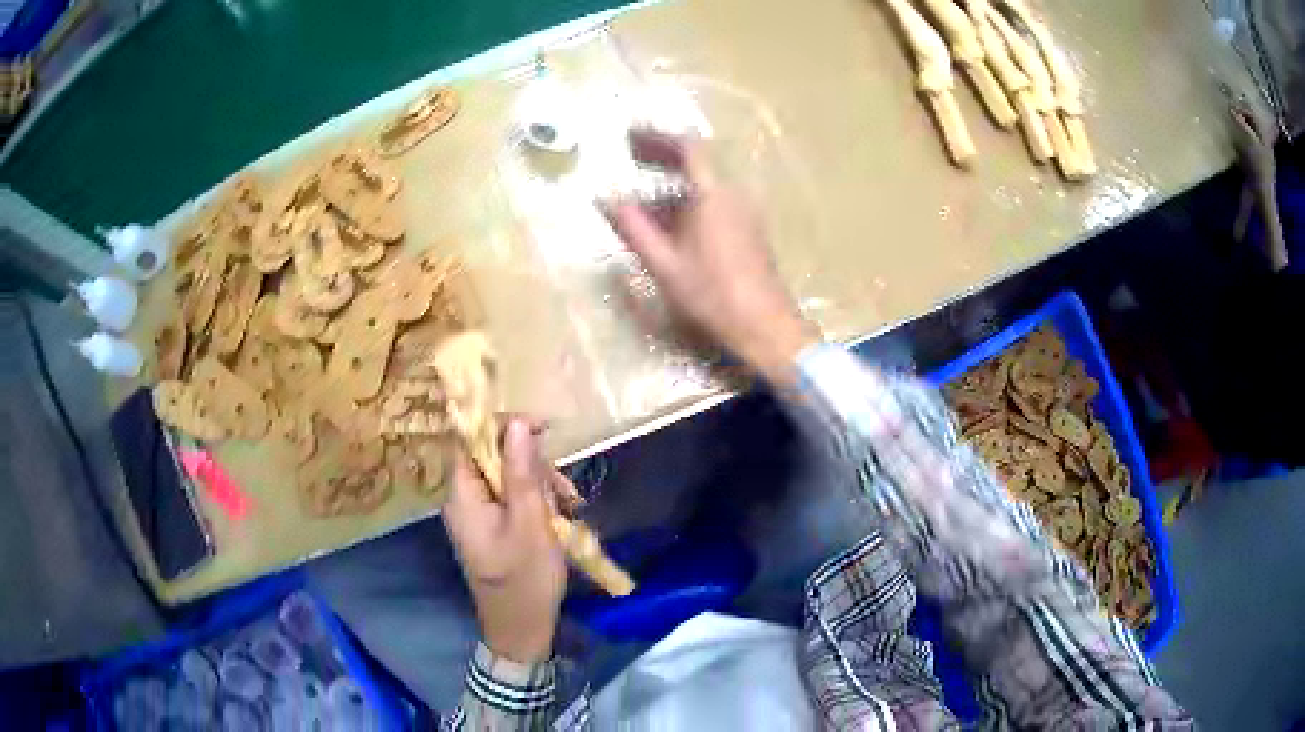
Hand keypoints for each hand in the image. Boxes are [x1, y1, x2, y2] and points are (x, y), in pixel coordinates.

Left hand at [442, 420, 567, 662]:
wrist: (520, 630)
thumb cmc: (525, 579)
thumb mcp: (530, 523)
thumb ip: (522, 472)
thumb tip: (517, 422)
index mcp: (462, 496)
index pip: (471, 440)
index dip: (502, 426)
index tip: (542, 429)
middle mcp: (462, 500)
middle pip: (491, 457)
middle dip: (529, 463)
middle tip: (562, 487)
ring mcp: (476, 516)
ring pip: (505, 478)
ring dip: (537, 484)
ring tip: (568, 505)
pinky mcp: (490, 528)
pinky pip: (509, 499)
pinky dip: (534, 501)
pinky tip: (559, 515)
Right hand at [605, 130, 817, 386]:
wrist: (765, 327)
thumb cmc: (713, 295)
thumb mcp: (664, 263)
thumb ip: (633, 228)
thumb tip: (605, 200)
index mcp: (713, 195)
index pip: (687, 148)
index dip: (655, 136)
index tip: (628, 134)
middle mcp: (732, 195)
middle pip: (696, 162)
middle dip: (661, 155)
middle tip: (629, 154)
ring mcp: (743, 213)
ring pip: (702, 186)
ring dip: (670, 185)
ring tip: (637, 199)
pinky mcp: (747, 231)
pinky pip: (712, 204)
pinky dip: (686, 204)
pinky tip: (666, 226)